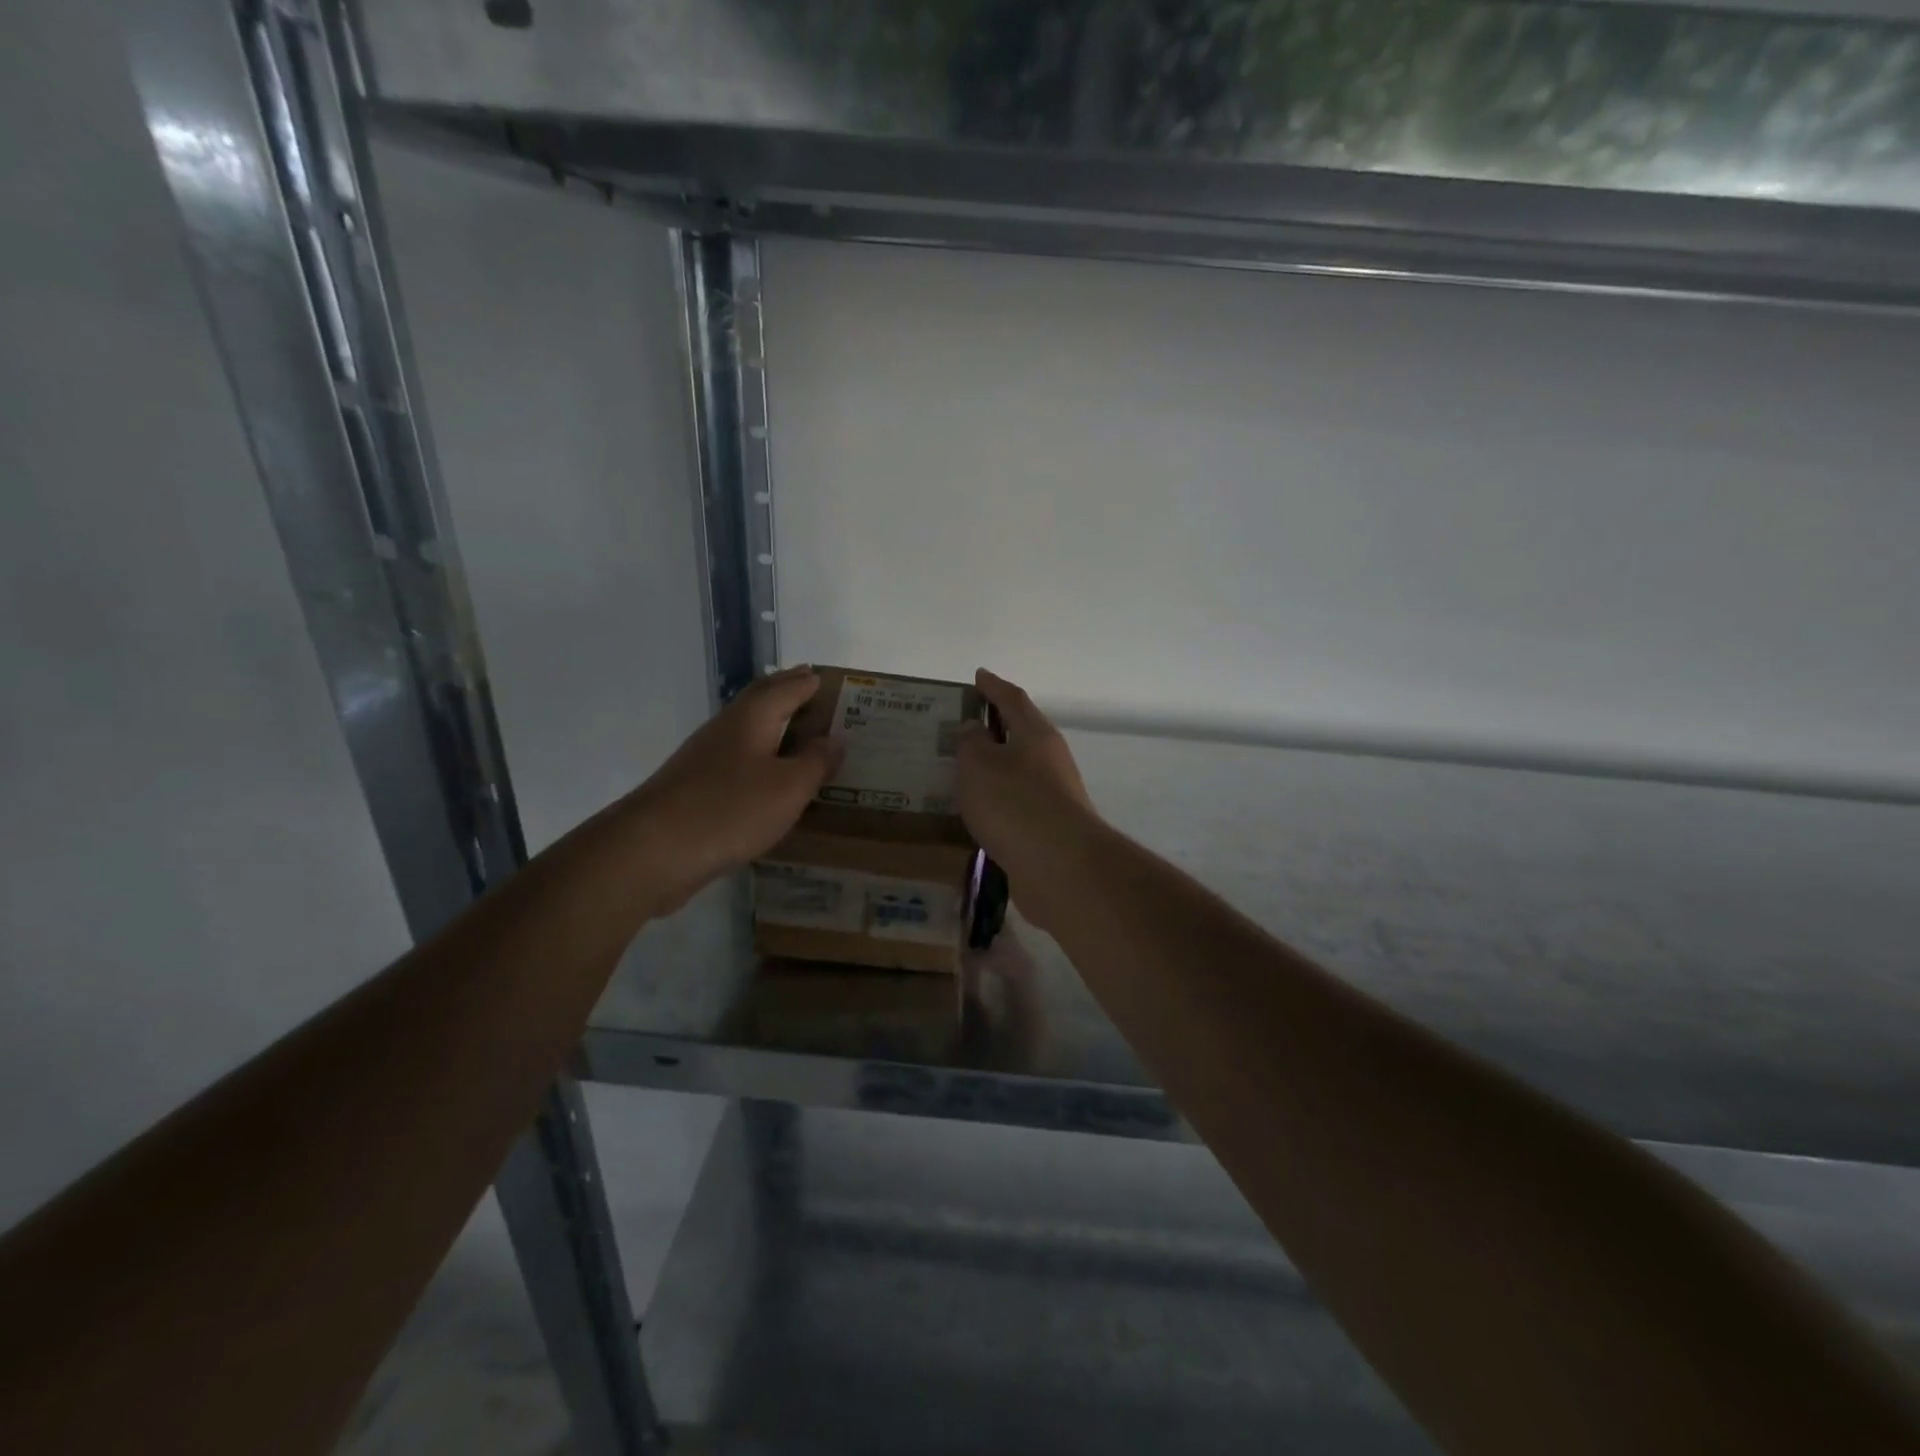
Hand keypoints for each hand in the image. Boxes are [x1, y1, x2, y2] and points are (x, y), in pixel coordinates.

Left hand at [628, 666, 841, 913]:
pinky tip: (768, 775)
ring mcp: (705, 757)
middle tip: (812, 690)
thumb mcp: (789, 788)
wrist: (653, 850)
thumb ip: (816, 762)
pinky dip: (760, 756)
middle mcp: (726, 728)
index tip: (828, 678)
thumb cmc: (730, 809)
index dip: (808, 682)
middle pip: (760, 700)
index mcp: (752, 717)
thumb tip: (835, 739)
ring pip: (747, 730)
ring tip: (799, 733)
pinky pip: (738, 759)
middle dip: (786, 692)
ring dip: (773, 724)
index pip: (786, 688)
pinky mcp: (695, 786)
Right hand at [955, 670, 1098, 928]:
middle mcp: (1050, 760)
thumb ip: (971, 742)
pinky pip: (1015, 805)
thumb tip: (974, 729)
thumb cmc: (1015, 803)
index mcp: (1036, 734)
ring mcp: (1053, 796)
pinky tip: (975, 812)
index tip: (978, 675)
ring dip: (993, 770)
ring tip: (959, 772)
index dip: (993, 686)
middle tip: (959, 728)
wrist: (1059, 866)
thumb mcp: (979, 764)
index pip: (1013, 698)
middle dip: (993, 729)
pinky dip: (995, 802)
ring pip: (1017, 773)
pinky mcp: (1049, 829)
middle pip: (1020, 735)